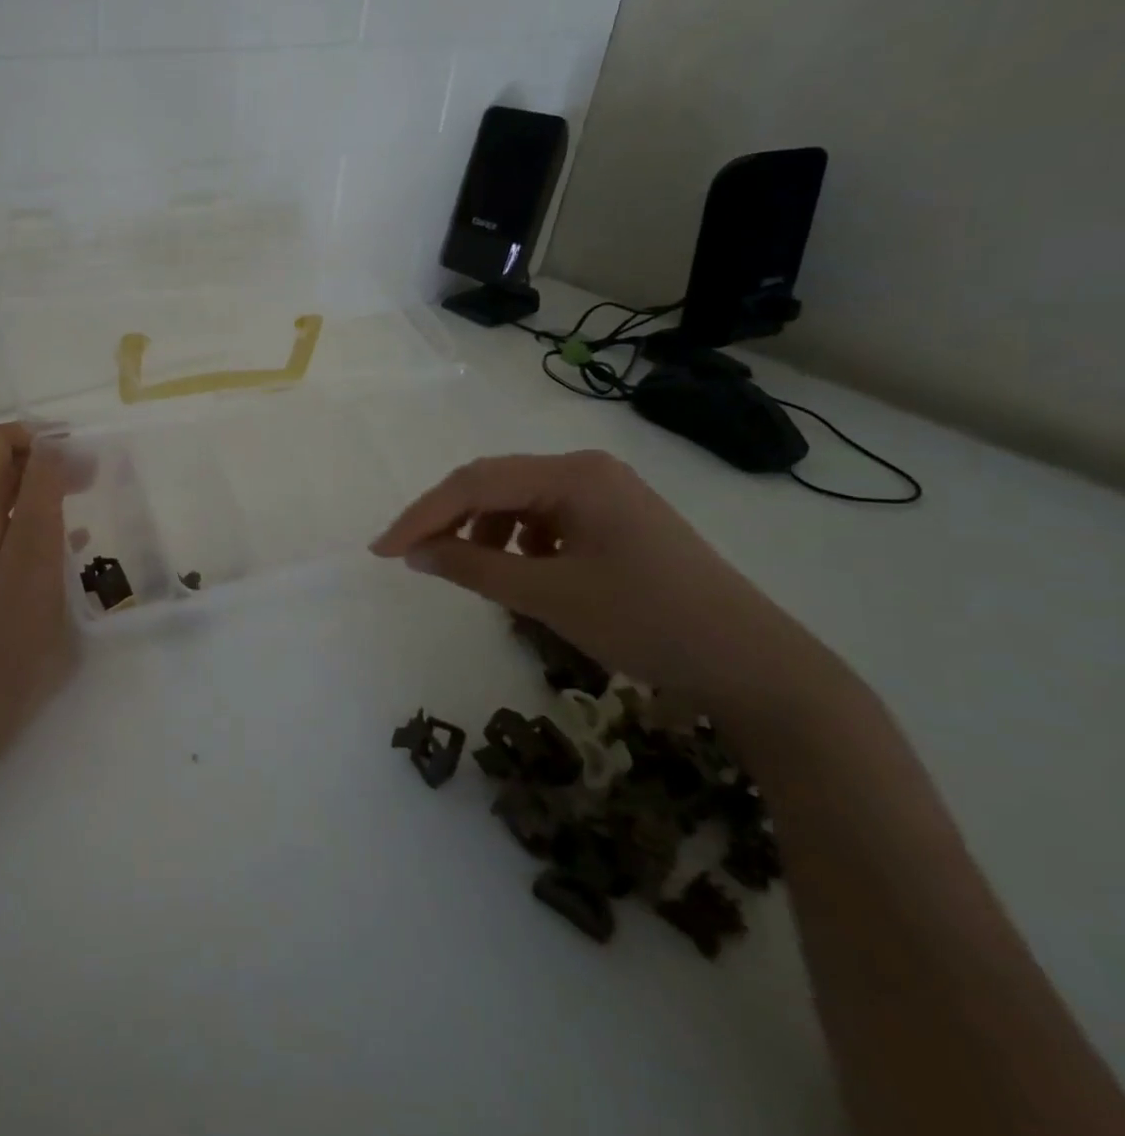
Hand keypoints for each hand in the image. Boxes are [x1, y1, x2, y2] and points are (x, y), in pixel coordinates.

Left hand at [0, 423, 74, 744]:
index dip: (38, 436)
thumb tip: (53, 441)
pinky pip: (0, 527)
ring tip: (86, 499)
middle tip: (93, 476)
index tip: (82, 452)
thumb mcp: (34, 551)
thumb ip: (42, 489)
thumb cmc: (7, 628)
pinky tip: (68, 539)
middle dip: (44, 461)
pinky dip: (32, 520)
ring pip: (0, 496)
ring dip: (41, 490)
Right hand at [370, 450, 837, 719]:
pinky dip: (516, 543)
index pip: (475, 483)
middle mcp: (586, 470)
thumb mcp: (549, 596)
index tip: (382, 551)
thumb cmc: (648, 623)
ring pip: (516, 502)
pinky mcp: (614, 519)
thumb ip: (473, 568)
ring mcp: (604, 492)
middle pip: (493, 484)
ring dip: (481, 532)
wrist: (753, 665)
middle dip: (447, 520)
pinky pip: (544, 519)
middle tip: (411, 557)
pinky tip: (520, 572)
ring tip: (471, 572)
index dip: (421, 516)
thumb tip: (413, 553)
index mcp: (573, 474)